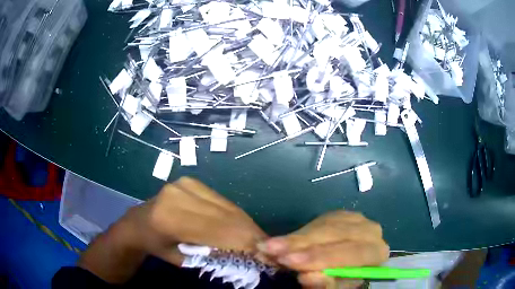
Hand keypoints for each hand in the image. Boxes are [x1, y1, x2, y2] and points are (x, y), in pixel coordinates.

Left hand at [78, 177, 266, 283]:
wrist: (140, 222)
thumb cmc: (157, 245)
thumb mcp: (182, 260)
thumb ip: (212, 257)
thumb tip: (247, 257)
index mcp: (171, 219)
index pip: (218, 232)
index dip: (244, 244)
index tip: (265, 255)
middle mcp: (179, 196)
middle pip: (225, 217)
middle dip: (250, 234)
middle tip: (268, 247)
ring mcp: (185, 185)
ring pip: (226, 207)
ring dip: (245, 224)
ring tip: (259, 239)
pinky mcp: (191, 181)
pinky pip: (221, 200)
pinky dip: (235, 215)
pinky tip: (243, 226)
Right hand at [258, 211, 388, 287]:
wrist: (347, 265)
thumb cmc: (342, 279)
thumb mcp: (335, 286)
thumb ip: (325, 283)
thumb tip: (308, 276)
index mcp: (376, 252)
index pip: (352, 252)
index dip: (321, 257)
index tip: (290, 261)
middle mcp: (370, 231)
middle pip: (336, 235)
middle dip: (302, 245)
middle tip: (270, 251)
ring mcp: (355, 219)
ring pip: (324, 226)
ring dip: (294, 239)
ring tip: (267, 247)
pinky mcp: (340, 215)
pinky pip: (317, 222)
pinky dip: (297, 233)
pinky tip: (279, 241)